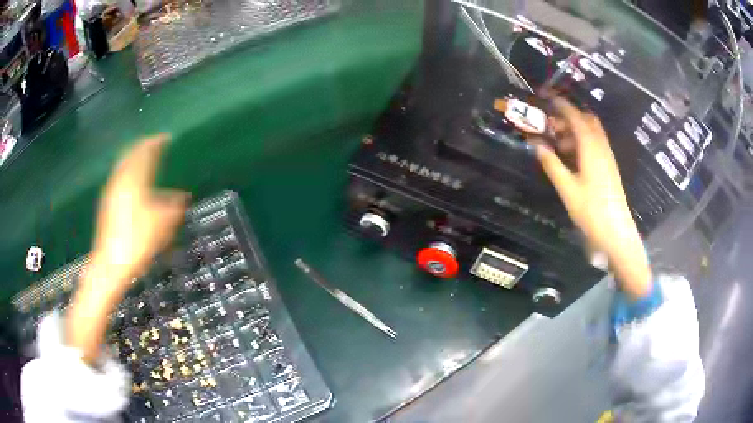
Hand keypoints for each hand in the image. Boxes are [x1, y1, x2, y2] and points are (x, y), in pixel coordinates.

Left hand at [67, 136, 187, 363]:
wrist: (109, 265)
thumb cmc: (136, 243)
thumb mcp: (161, 226)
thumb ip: (173, 207)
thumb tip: (183, 197)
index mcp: (133, 180)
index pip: (144, 152)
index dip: (155, 142)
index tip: (166, 137)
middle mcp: (119, 180)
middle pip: (130, 154)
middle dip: (142, 147)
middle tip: (153, 145)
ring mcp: (111, 192)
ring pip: (122, 165)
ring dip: (133, 159)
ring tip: (144, 160)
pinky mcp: (107, 204)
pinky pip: (118, 177)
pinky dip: (127, 172)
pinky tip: (132, 182)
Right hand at [533, 98, 651, 298]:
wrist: (616, 232)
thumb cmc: (592, 211)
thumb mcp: (568, 189)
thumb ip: (552, 164)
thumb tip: (536, 145)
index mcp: (591, 148)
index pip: (575, 117)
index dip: (561, 105)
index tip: (546, 97)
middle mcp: (601, 147)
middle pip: (586, 120)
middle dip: (568, 117)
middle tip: (551, 125)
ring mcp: (607, 157)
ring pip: (591, 132)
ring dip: (574, 130)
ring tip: (557, 143)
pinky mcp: (609, 166)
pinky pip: (595, 144)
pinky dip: (581, 142)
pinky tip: (571, 157)